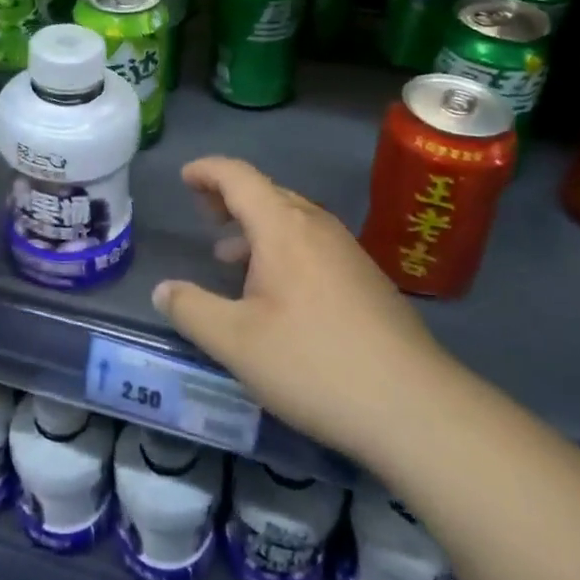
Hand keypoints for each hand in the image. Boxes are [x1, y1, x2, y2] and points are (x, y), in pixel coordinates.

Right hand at [152, 156, 449, 461]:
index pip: (239, 176)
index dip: (208, 171)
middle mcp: (317, 227)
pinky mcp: (366, 280)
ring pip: (292, 221)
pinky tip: (276, 293)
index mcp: (283, 227)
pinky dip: (282, 249)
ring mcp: (348, 252)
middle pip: (267, 193)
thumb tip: (164, 290)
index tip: (184, 178)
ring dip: (256, 227)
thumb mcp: (235, 342)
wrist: (416, 408)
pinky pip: (312, 244)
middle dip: (229, 197)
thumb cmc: (314, 364)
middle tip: (203, 215)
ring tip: (230, 258)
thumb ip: (191, 310)